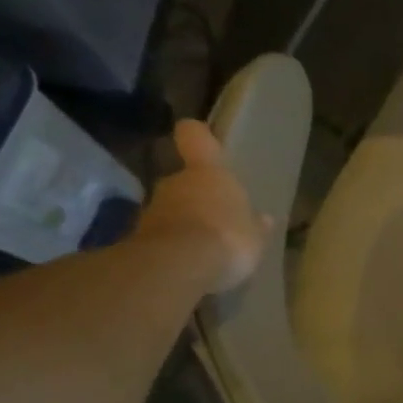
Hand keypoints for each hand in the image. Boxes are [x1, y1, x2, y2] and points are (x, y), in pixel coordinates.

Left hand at [137, 120, 270, 290]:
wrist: (177, 266)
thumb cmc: (226, 238)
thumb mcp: (254, 237)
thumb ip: (255, 227)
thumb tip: (264, 220)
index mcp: (207, 172)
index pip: (195, 137)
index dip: (197, 136)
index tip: (199, 138)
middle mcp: (175, 183)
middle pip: (183, 180)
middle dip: (195, 197)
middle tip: (213, 219)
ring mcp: (152, 210)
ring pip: (169, 209)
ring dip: (182, 223)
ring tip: (201, 248)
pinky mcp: (138, 238)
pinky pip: (160, 237)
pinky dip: (170, 247)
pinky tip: (186, 265)